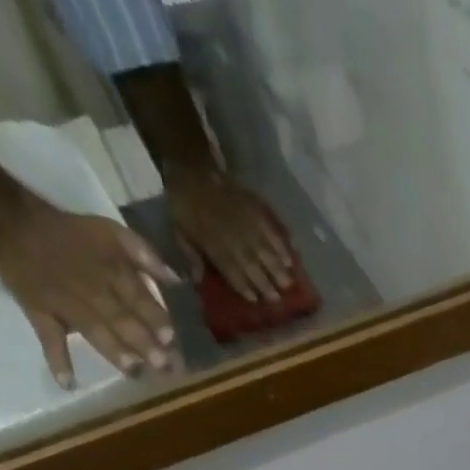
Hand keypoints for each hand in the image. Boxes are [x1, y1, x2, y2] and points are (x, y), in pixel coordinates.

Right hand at [0, 198, 182, 386]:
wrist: (12, 224)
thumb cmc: (72, 233)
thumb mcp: (112, 232)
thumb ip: (146, 255)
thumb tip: (177, 281)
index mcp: (111, 271)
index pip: (138, 298)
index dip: (155, 318)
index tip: (172, 339)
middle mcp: (92, 290)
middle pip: (121, 318)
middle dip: (143, 342)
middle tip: (163, 365)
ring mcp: (66, 305)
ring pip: (93, 330)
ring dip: (113, 350)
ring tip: (133, 370)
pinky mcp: (41, 314)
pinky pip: (48, 338)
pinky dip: (57, 360)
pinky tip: (68, 383)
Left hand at [165, 166, 294, 302]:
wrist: (191, 168)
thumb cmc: (184, 205)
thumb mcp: (179, 231)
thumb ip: (191, 255)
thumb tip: (197, 279)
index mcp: (212, 245)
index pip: (231, 271)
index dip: (243, 287)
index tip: (255, 300)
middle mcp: (231, 237)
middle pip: (251, 265)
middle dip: (265, 283)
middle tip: (279, 299)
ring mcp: (245, 223)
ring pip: (264, 250)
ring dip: (277, 269)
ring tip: (289, 283)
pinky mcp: (254, 210)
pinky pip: (270, 230)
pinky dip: (281, 246)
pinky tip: (290, 259)